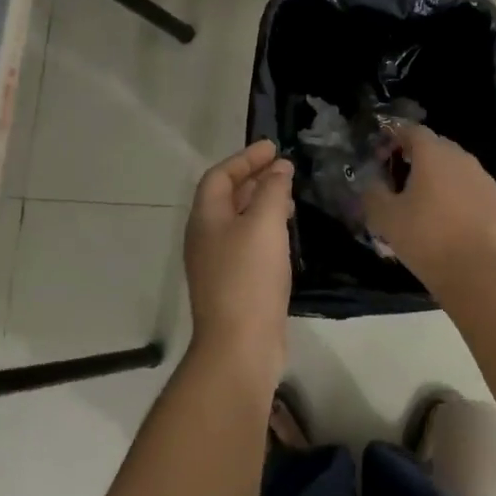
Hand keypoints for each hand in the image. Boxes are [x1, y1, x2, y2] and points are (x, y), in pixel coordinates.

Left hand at [182, 140, 294, 386]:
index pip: (220, 176)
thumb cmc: (249, 277)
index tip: (273, 148)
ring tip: (290, 199)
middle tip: (284, 170)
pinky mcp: (232, 285)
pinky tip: (286, 237)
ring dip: (261, 204)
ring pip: (238, 221)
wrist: (240, 346)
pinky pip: (247, 244)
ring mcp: (217, 264)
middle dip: (254, 178)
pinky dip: (265, 230)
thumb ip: (272, 190)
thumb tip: (279, 168)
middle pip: (226, 197)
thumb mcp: (264, 224)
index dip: (245, 159)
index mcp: (205, 218)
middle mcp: (205, 237)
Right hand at [363, 124, 495, 290]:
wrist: (476, 272)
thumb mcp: (385, 217)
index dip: (394, 138)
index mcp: (433, 154)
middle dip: (417, 158)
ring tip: (427, 205)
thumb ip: (373, 192)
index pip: (412, 130)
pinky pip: (474, 191)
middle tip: (401, 182)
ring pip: (457, 169)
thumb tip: (372, 182)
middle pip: (436, 147)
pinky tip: (452, 223)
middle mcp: (462, 158)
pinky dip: (461, 198)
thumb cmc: (425, 238)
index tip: (382, 158)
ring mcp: (485, 180)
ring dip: (440, 179)